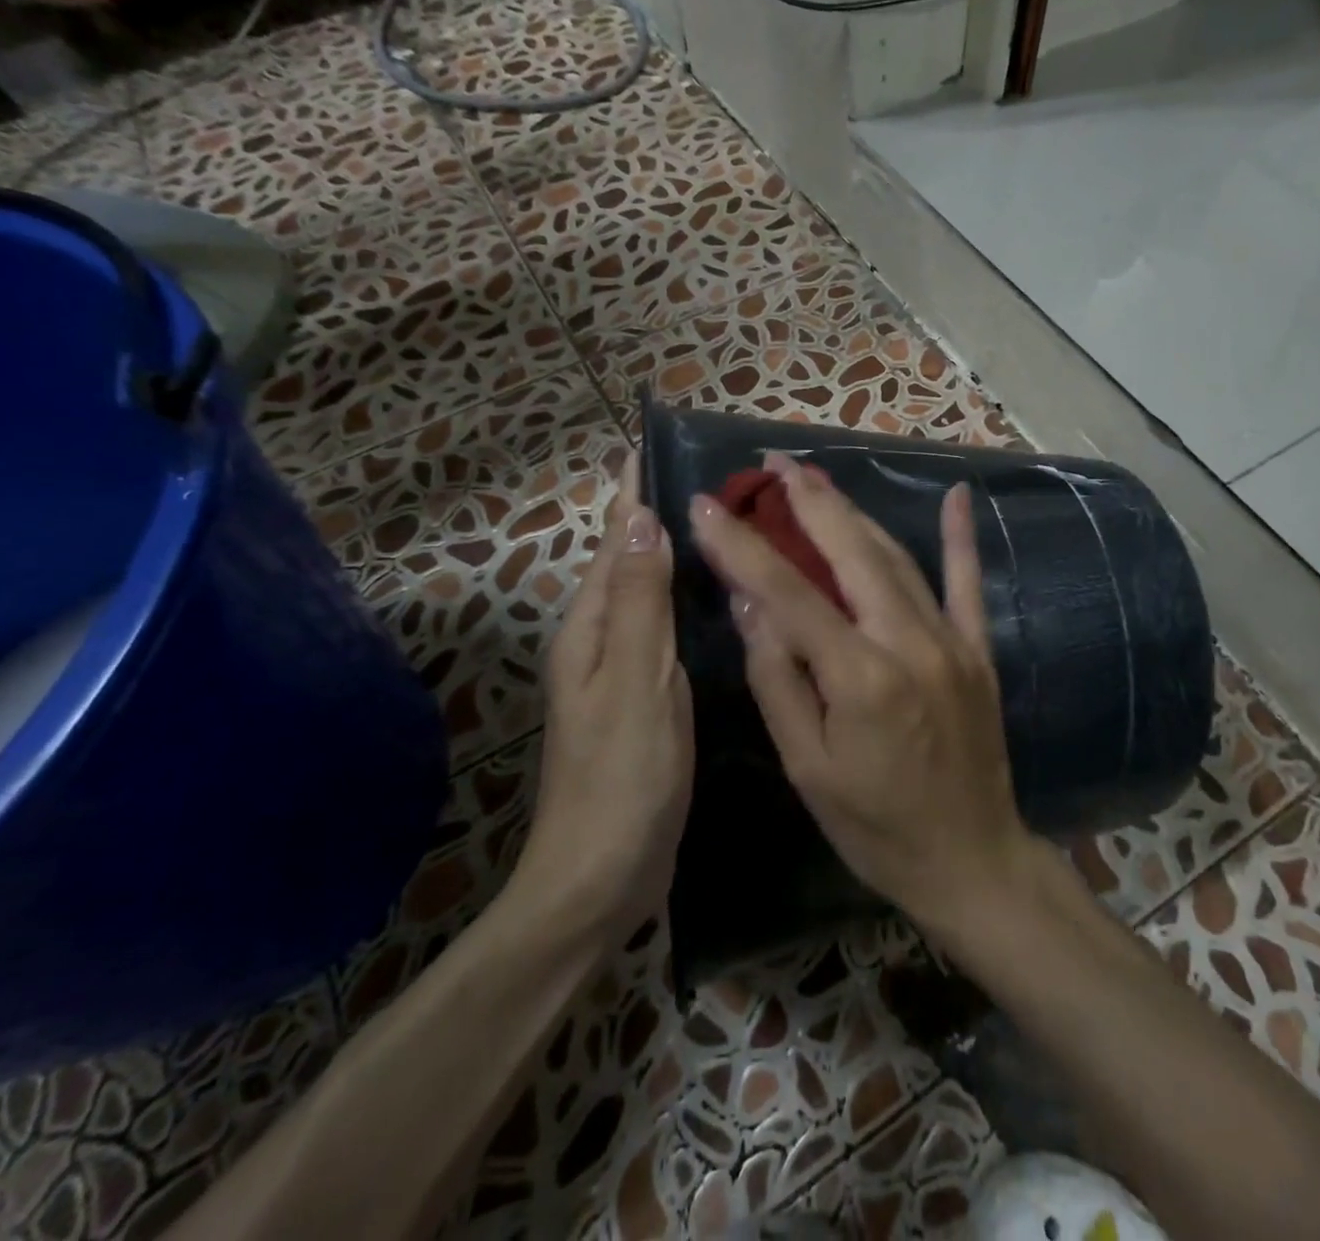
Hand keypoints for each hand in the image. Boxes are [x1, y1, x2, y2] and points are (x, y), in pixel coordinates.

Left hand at [510, 452, 693, 943]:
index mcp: (593, 628)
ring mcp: (623, 671)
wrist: (601, 877)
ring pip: (650, 594)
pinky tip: (721, 600)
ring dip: (675, 556)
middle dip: (658, 515)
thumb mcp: (636, 682)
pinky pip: (666, 630)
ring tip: (726, 525)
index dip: (631, 492)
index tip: (653, 443)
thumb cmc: (622, 777)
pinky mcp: (646, 698)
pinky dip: (687, 601)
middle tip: (716, 481)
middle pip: (629, 561)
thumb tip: (641, 519)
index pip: (613, 540)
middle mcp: (601, 639)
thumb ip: (639, 602)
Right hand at [687, 453, 1036, 934]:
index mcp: (860, 678)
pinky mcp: (979, 649)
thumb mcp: (807, 768)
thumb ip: (778, 679)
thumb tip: (751, 603)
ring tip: (818, 478)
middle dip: (808, 502)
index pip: (788, 592)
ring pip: (897, 559)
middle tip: (775, 463)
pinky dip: (960, 537)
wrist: (972, 860)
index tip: (708, 506)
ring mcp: (951, 641)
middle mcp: (909, 643)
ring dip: (854, 513)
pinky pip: (968, 582)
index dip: (743, 545)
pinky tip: (958, 494)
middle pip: (851, 553)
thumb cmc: (875, 827)